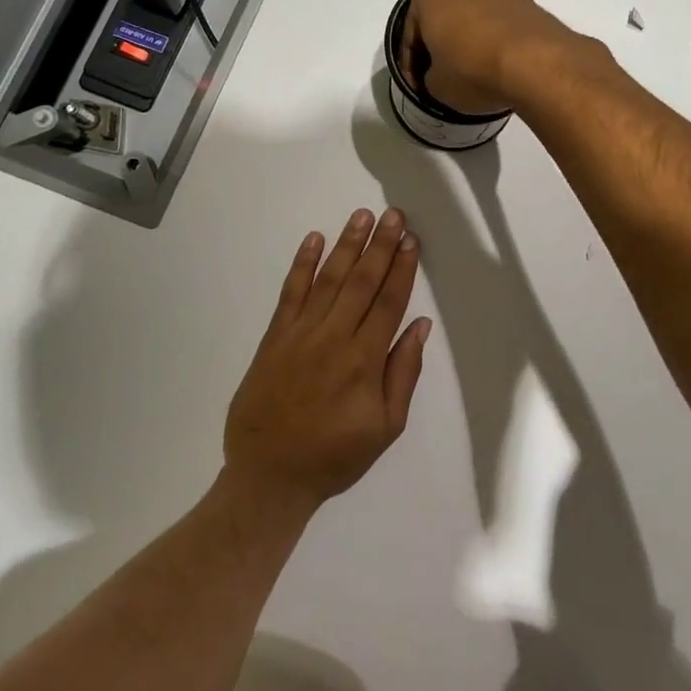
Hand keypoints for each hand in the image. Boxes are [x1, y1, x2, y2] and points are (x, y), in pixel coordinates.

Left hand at [224, 209, 431, 514]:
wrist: (269, 476)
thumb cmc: (334, 456)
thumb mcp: (385, 428)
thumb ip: (404, 373)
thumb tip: (420, 326)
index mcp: (364, 361)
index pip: (388, 302)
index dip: (402, 268)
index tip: (412, 239)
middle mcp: (333, 338)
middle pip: (361, 282)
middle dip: (380, 245)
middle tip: (393, 214)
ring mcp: (300, 334)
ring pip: (328, 279)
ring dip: (346, 245)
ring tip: (362, 216)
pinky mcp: (274, 337)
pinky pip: (290, 293)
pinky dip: (302, 265)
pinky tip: (314, 239)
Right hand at [399, 0, 577, 115]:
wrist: (536, 63)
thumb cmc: (471, 69)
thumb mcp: (436, 85)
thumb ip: (429, 75)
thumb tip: (441, 73)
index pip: (411, 32)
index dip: (410, 64)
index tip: (417, 87)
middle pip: (442, 16)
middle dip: (439, 44)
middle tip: (439, 76)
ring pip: (471, 16)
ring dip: (466, 40)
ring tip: (470, 72)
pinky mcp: (525, 0)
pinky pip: (497, 22)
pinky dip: (491, 40)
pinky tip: (494, 64)